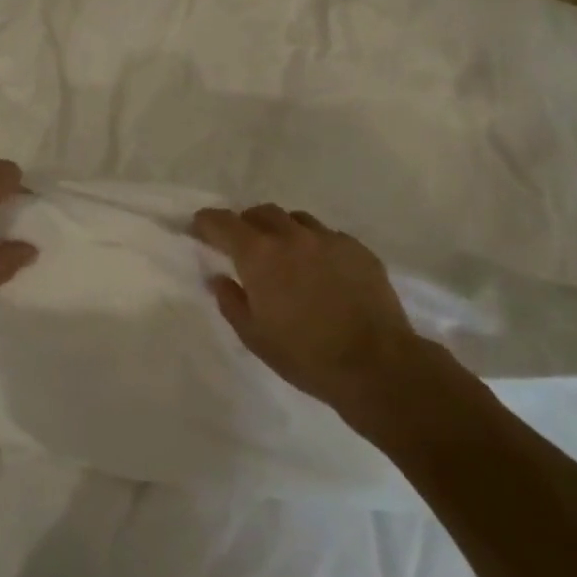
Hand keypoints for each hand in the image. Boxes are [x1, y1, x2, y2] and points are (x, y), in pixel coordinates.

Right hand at [192, 204, 417, 411]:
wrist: (377, 365)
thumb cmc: (305, 355)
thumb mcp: (254, 336)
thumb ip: (231, 301)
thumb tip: (218, 278)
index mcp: (259, 254)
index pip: (223, 222)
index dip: (206, 222)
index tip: (199, 227)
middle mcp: (292, 236)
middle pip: (261, 212)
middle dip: (246, 223)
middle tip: (243, 245)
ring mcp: (329, 239)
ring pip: (296, 219)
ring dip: (282, 230)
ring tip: (284, 254)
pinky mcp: (358, 249)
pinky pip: (327, 236)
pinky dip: (314, 245)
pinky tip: (321, 270)